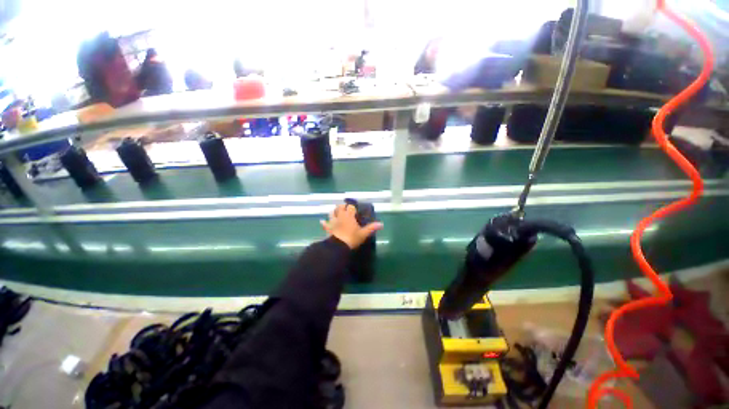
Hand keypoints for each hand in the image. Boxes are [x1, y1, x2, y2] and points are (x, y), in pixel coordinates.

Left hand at [320, 204, 382, 248]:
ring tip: (335, 211)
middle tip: (345, 208)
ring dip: (333, 211)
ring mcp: (333, 221)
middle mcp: (340, 216)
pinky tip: (322, 221)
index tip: (354, 209)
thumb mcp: (363, 234)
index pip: (350, 207)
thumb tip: (381, 224)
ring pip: (331, 212)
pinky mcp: (328, 228)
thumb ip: (371, 228)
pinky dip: (324, 222)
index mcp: (349, 216)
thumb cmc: (352, 238)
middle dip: (342, 206)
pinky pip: (325, 224)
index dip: (352, 207)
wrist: (338, 246)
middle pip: (340, 207)